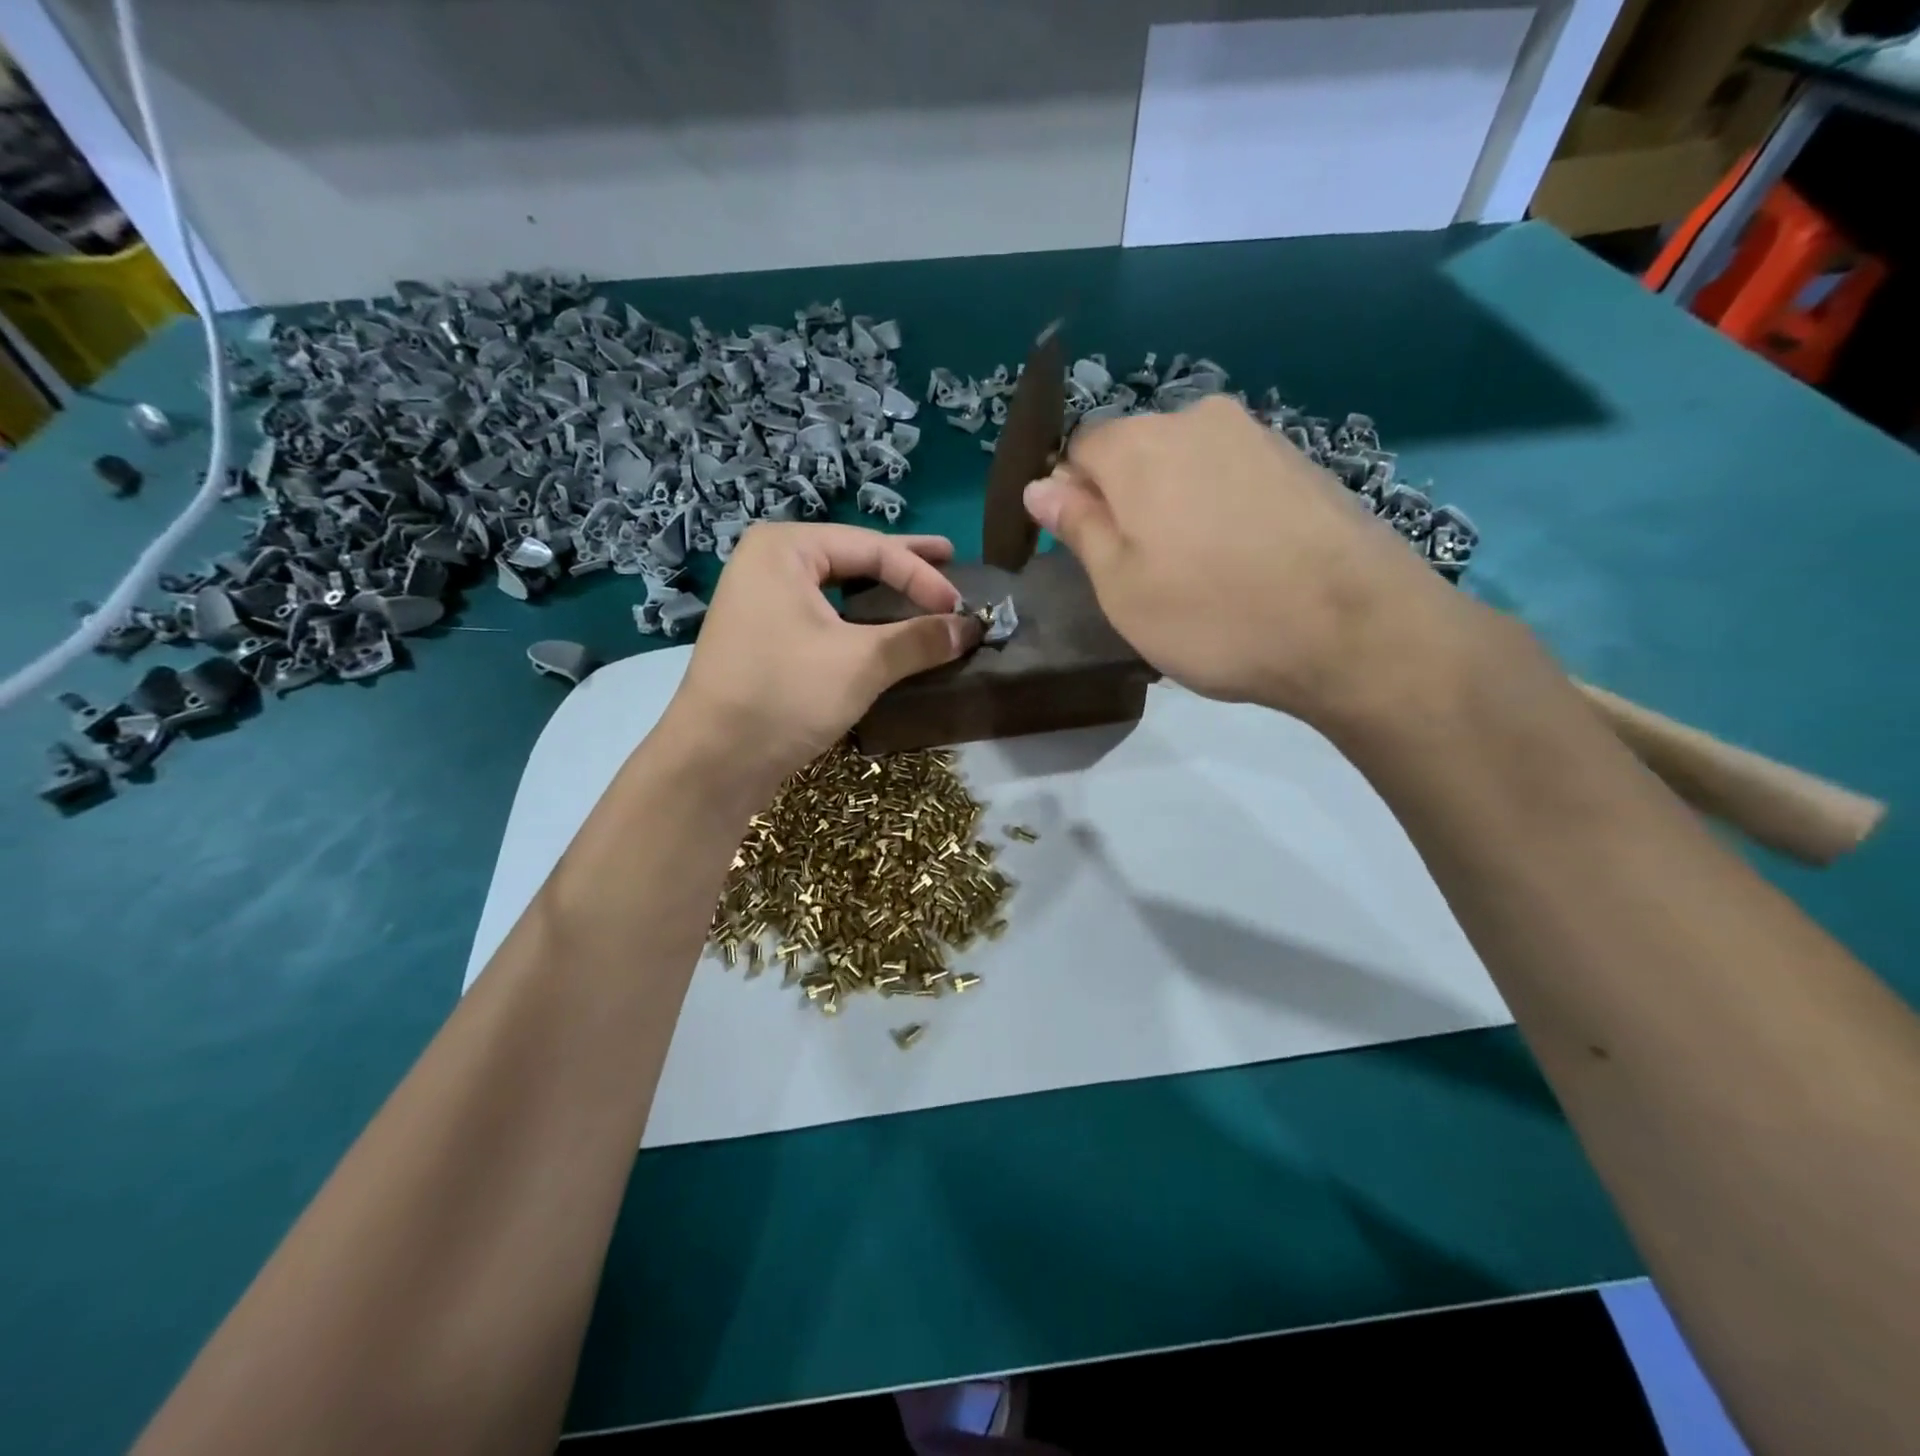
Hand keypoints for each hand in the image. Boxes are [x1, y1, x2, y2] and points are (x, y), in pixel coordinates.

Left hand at [662, 523, 979, 792]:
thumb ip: (919, 639)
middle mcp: (769, 563)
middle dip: (903, 563)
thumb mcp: (861, 663)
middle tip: (950, 557)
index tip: (961, 608)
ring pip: (838, 588)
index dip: (922, 575)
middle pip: (852, 557)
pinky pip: (824, 614)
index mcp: (785, 548)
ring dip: (883, 592)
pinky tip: (884, 626)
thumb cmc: (786, 694)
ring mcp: (762, 600)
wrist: (715, 760)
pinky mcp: (764, 636)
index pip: (871, 549)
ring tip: (923, 589)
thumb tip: (971, 628)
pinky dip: (859, 619)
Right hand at [1023, 395, 1486, 730]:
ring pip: (1187, 464)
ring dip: (1175, 505)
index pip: (1078, 448)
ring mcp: (1258, 435)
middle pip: (1136, 451)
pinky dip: (1222, 508)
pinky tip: (1243, 559)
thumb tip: (1039, 486)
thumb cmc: (1213, 615)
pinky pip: (1234, 476)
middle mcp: (1197, 419)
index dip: (1072, 496)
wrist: (1354, 629)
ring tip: (1198, 570)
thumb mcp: (1121, 586)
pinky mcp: (1302, 461)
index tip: (1087, 549)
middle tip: (1143, 569)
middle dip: (1125, 499)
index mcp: (1140, 446)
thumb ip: (1077, 527)